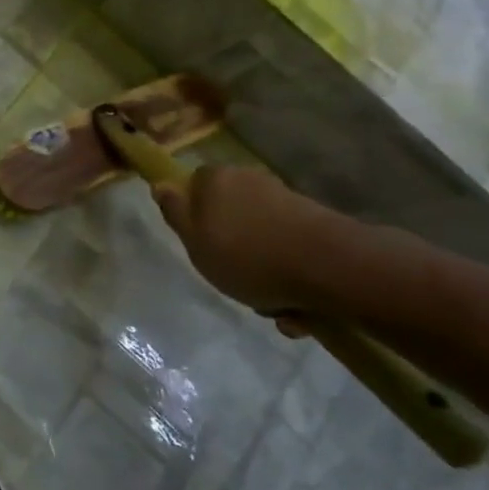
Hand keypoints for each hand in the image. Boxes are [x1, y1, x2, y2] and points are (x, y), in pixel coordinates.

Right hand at [152, 165, 353, 325]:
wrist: (328, 267)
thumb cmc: (247, 256)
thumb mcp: (195, 241)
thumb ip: (175, 212)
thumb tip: (160, 184)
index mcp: (216, 180)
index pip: (195, 187)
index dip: (194, 216)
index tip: (200, 245)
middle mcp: (250, 181)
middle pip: (230, 215)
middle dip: (233, 249)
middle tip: (234, 280)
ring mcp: (285, 201)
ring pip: (262, 240)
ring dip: (264, 274)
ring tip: (273, 307)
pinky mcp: (315, 225)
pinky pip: (290, 254)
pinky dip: (291, 280)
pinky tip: (297, 310)